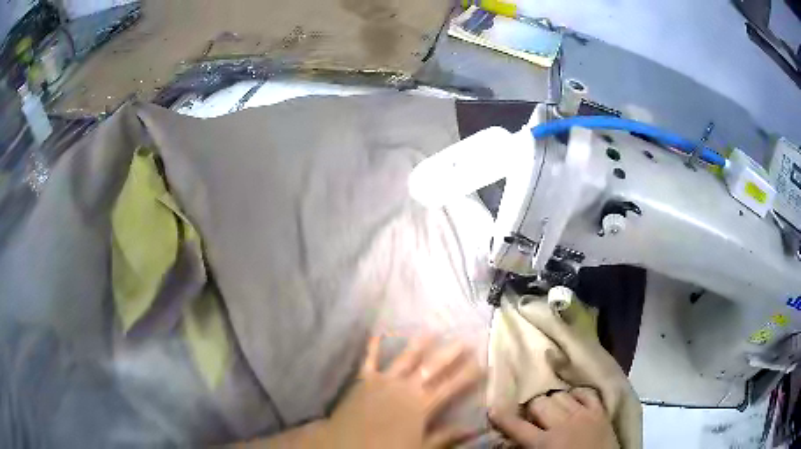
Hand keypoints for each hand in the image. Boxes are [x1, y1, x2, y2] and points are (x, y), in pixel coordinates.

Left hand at [324, 334, 484, 448]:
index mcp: (422, 405)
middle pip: (432, 367)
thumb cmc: (386, 448)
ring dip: (418, 344)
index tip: (483, 362)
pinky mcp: (363, 380)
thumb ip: (445, 436)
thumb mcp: (421, 447)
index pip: (451, 386)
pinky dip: (373, 346)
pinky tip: (378, 332)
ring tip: (431, 330)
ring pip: (405, 358)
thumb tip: (472, 428)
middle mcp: (406, 388)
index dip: (468, 374)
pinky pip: (369, 360)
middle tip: (464, 339)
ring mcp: (384, 381)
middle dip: (450, 353)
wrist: (347, 445)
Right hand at [489, 388, 619, 448]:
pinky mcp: (601, 411)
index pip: (517, 426)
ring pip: (560, 395)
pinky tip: (573, 402)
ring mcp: (584, 414)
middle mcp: (563, 424)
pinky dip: (576, 395)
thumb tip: (509, 442)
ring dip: (552, 401)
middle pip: (539, 403)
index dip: (503, 417)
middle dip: (532, 409)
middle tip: (532, 417)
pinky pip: (586, 393)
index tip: (493, 409)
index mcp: (544, 443)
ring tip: (553, 410)